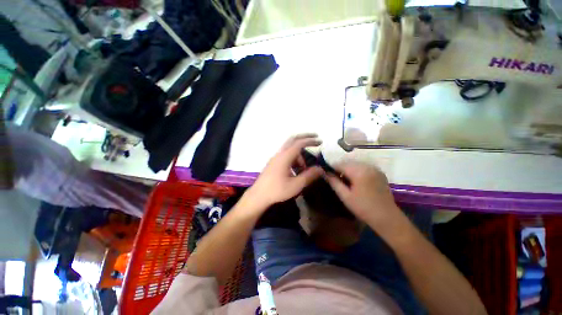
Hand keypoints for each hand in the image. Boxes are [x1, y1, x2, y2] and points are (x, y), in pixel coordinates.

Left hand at [245, 134, 323, 208]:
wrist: (258, 196)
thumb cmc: (277, 190)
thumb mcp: (296, 185)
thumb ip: (309, 175)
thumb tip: (320, 169)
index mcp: (285, 157)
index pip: (299, 143)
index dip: (310, 141)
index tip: (320, 141)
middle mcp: (279, 154)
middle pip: (293, 140)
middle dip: (304, 138)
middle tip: (315, 139)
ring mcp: (275, 158)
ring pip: (289, 150)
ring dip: (299, 155)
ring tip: (304, 169)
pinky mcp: (273, 163)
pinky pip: (286, 156)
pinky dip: (293, 159)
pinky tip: (295, 171)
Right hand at [325, 162, 400, 230]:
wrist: (387, 218)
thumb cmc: (363, 208)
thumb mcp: (345, 196)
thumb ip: (334, 182)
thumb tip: (324, 173)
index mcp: (359, 171)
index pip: (340, 164)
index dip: (331, 167)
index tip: (325, 173)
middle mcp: (367, 166)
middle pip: (348, 162)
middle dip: (339, 168)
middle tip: (334, 177)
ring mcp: (375, 169)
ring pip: (355, 164)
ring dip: (347, 169)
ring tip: (343, 179)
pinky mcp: (379, 172)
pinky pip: (363, 167)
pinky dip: (356, 170)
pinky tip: (354, 180)